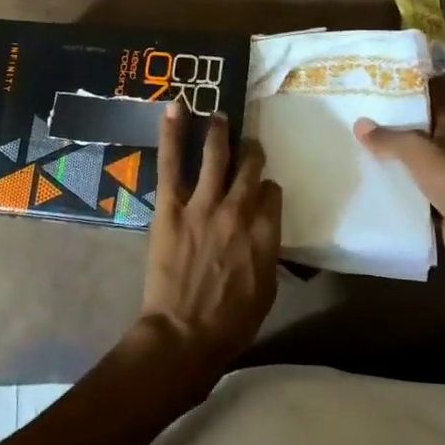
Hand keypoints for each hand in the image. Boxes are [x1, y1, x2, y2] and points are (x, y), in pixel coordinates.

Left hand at [136, 105, 282, 375]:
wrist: (184, 334)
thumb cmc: (230, 324)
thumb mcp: (266, 291)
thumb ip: (267, 253)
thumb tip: (263, 232)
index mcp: (266, 233)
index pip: (273, 193)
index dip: (268, 187)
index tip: (262, 188)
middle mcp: (240, 210)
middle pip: (250, 168)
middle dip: (251, 151)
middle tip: (247, 143)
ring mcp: (204, 205)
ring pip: (216, 156)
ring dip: (219, 132)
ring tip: (219, 115)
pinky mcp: (172, 206)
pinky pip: (173, 163)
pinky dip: (174, 134)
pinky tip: (177, 109)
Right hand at [354, 114, 444, 296]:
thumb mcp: (416, 151)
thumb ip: (389, 138)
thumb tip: (360, 123)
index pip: (431, 108)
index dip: (407, 103)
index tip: (378, 103)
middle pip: (423, 139)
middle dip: (397, 136)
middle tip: (363, 132)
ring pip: (420, 168)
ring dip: (399, 166)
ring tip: (364, 159)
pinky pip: (419, 195)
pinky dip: (404, 194)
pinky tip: (378, 191)